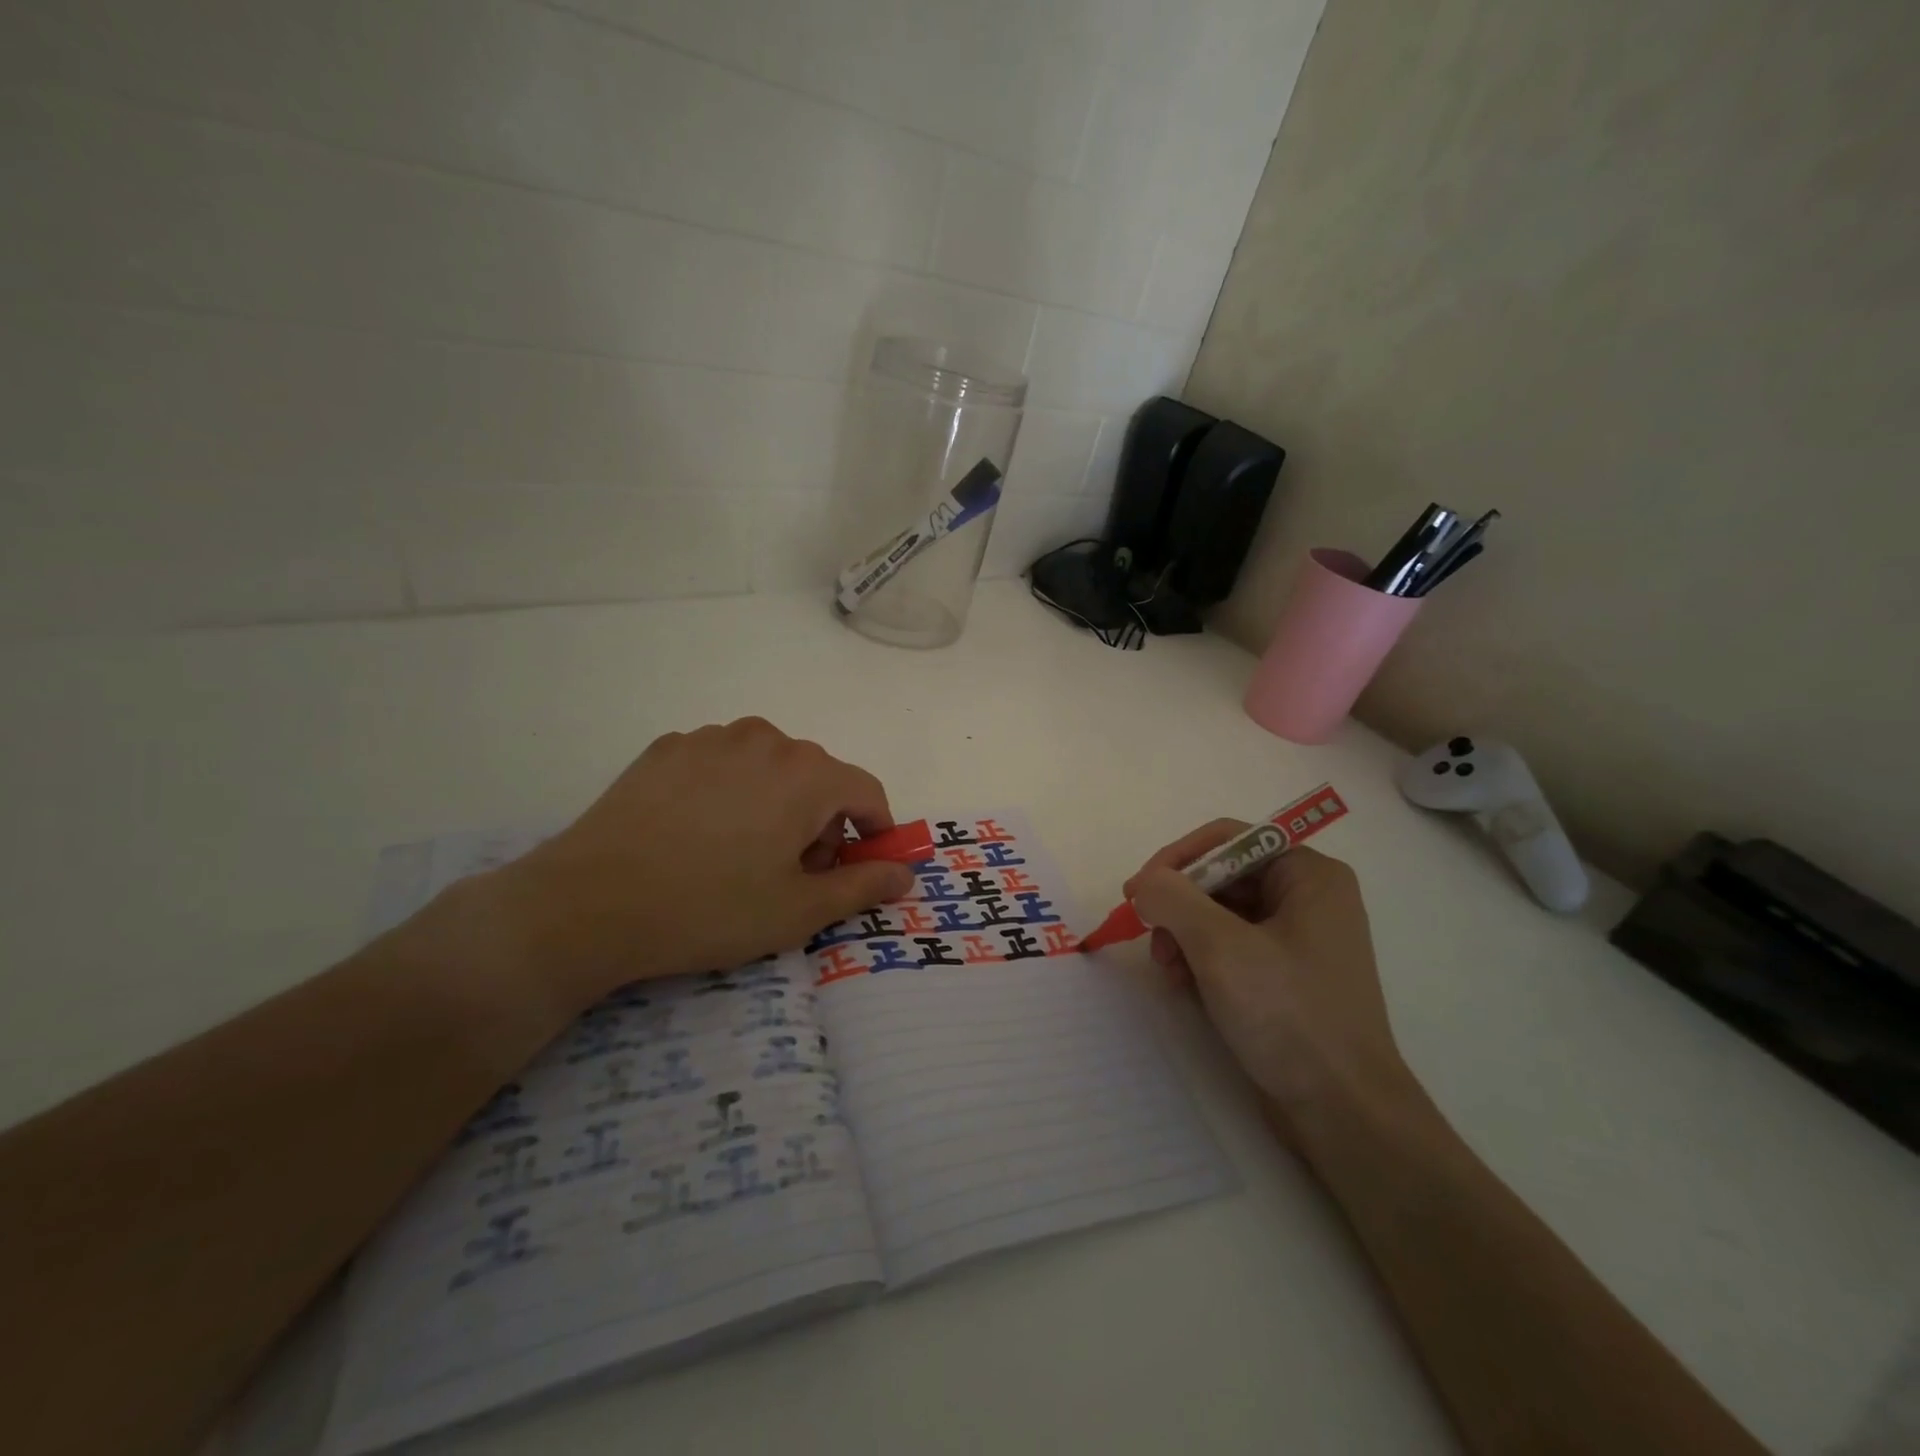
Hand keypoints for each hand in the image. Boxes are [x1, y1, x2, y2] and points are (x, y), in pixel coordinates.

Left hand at [473, 718, 914, 1010]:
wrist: (589, 904)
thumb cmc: (710, 909)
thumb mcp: (798, 910)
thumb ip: (863, 885)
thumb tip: (905, 873)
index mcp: (807, 774)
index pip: (867, 793)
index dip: (875, 832)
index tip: (860, 868)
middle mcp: (766, 740)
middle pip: (818, 778)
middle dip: (821, 822)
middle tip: (792, 874)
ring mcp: (711, 739)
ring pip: (769, 767)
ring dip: (776, 802)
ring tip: (742, 853)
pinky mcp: (666, 748)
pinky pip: (722, 764)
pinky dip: (730, 791)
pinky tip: (698, 834)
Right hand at [1125, 826, 1414, 1133]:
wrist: (1344, 1113)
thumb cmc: (1289, 1015)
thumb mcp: (1221, 947)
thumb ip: (1172, 899)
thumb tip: (1143, 883)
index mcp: (1309, 874)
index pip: (1228, 839)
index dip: (1177, 859)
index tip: (1137, 892)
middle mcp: (1308, 898)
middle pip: (1221, 877)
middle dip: (1179, 906)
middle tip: (1150, 937)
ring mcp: (1298, 940)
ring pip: (1220, 915)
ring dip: (1184, 935)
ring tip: (1169, 969)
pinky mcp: (1285, 977)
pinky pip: (1231, 947)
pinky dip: (1201, 959)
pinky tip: (1186, 986)